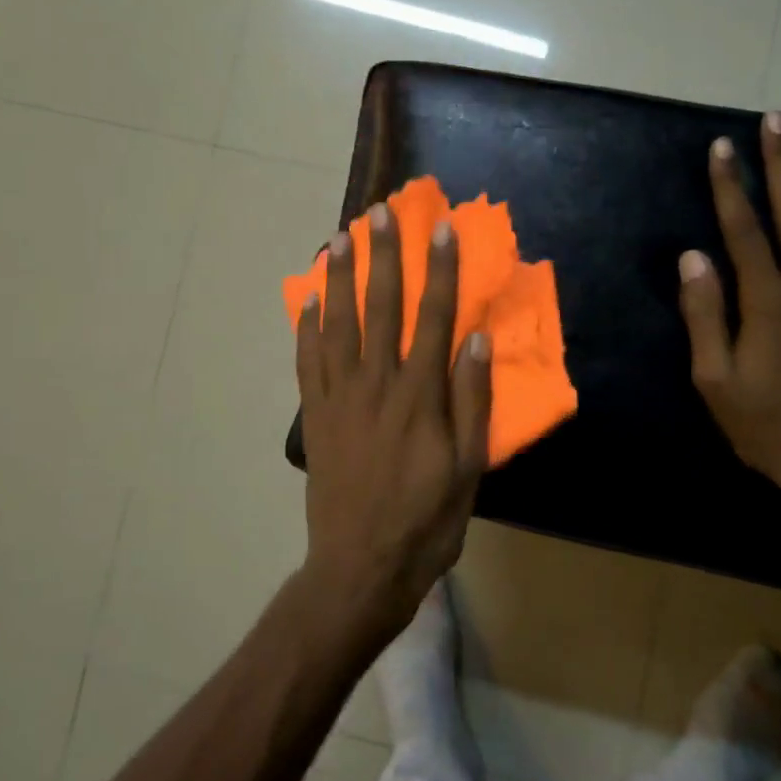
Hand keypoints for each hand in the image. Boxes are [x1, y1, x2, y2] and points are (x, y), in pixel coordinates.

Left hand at [295, 204, 492, 642]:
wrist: (360, 567)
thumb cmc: (425, 522)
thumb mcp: (468, 469)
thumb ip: (472, 402)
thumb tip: (475, 340)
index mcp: (419, 396)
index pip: (433, 318)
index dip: (438, 271)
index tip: (439, 229)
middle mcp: (376, 384)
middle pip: (380, 308)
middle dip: (383, 257)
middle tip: (380, 213)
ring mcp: (339, 398)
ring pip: (337, 324)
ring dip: (339, 278)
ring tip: (339, 238)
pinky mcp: (315, 416)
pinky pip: (307, 361)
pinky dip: (306, 327)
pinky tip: (307, 300)